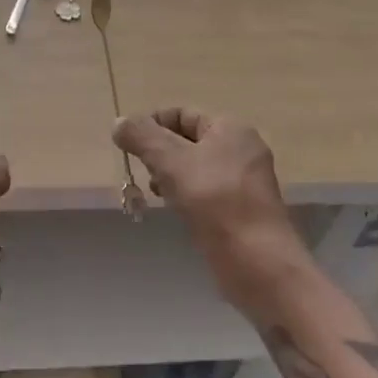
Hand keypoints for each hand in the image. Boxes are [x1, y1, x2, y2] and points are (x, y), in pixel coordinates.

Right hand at [113, 109, 311, 314]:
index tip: (128, 147)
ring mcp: (245, 182)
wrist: (258, 263)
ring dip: (170, 176)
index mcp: (230, 129)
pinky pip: (206, 192)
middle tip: (141, 172)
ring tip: (155, 194)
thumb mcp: (171, 162)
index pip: (181, 114)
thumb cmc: (215, 202)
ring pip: (195, 168)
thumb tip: (119, 123)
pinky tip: (175, 211)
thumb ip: (142, 137)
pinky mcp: (242, 210)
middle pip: (188, 141)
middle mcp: (242, 149)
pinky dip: (186, 196)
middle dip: (159, 154)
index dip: (151, 125)